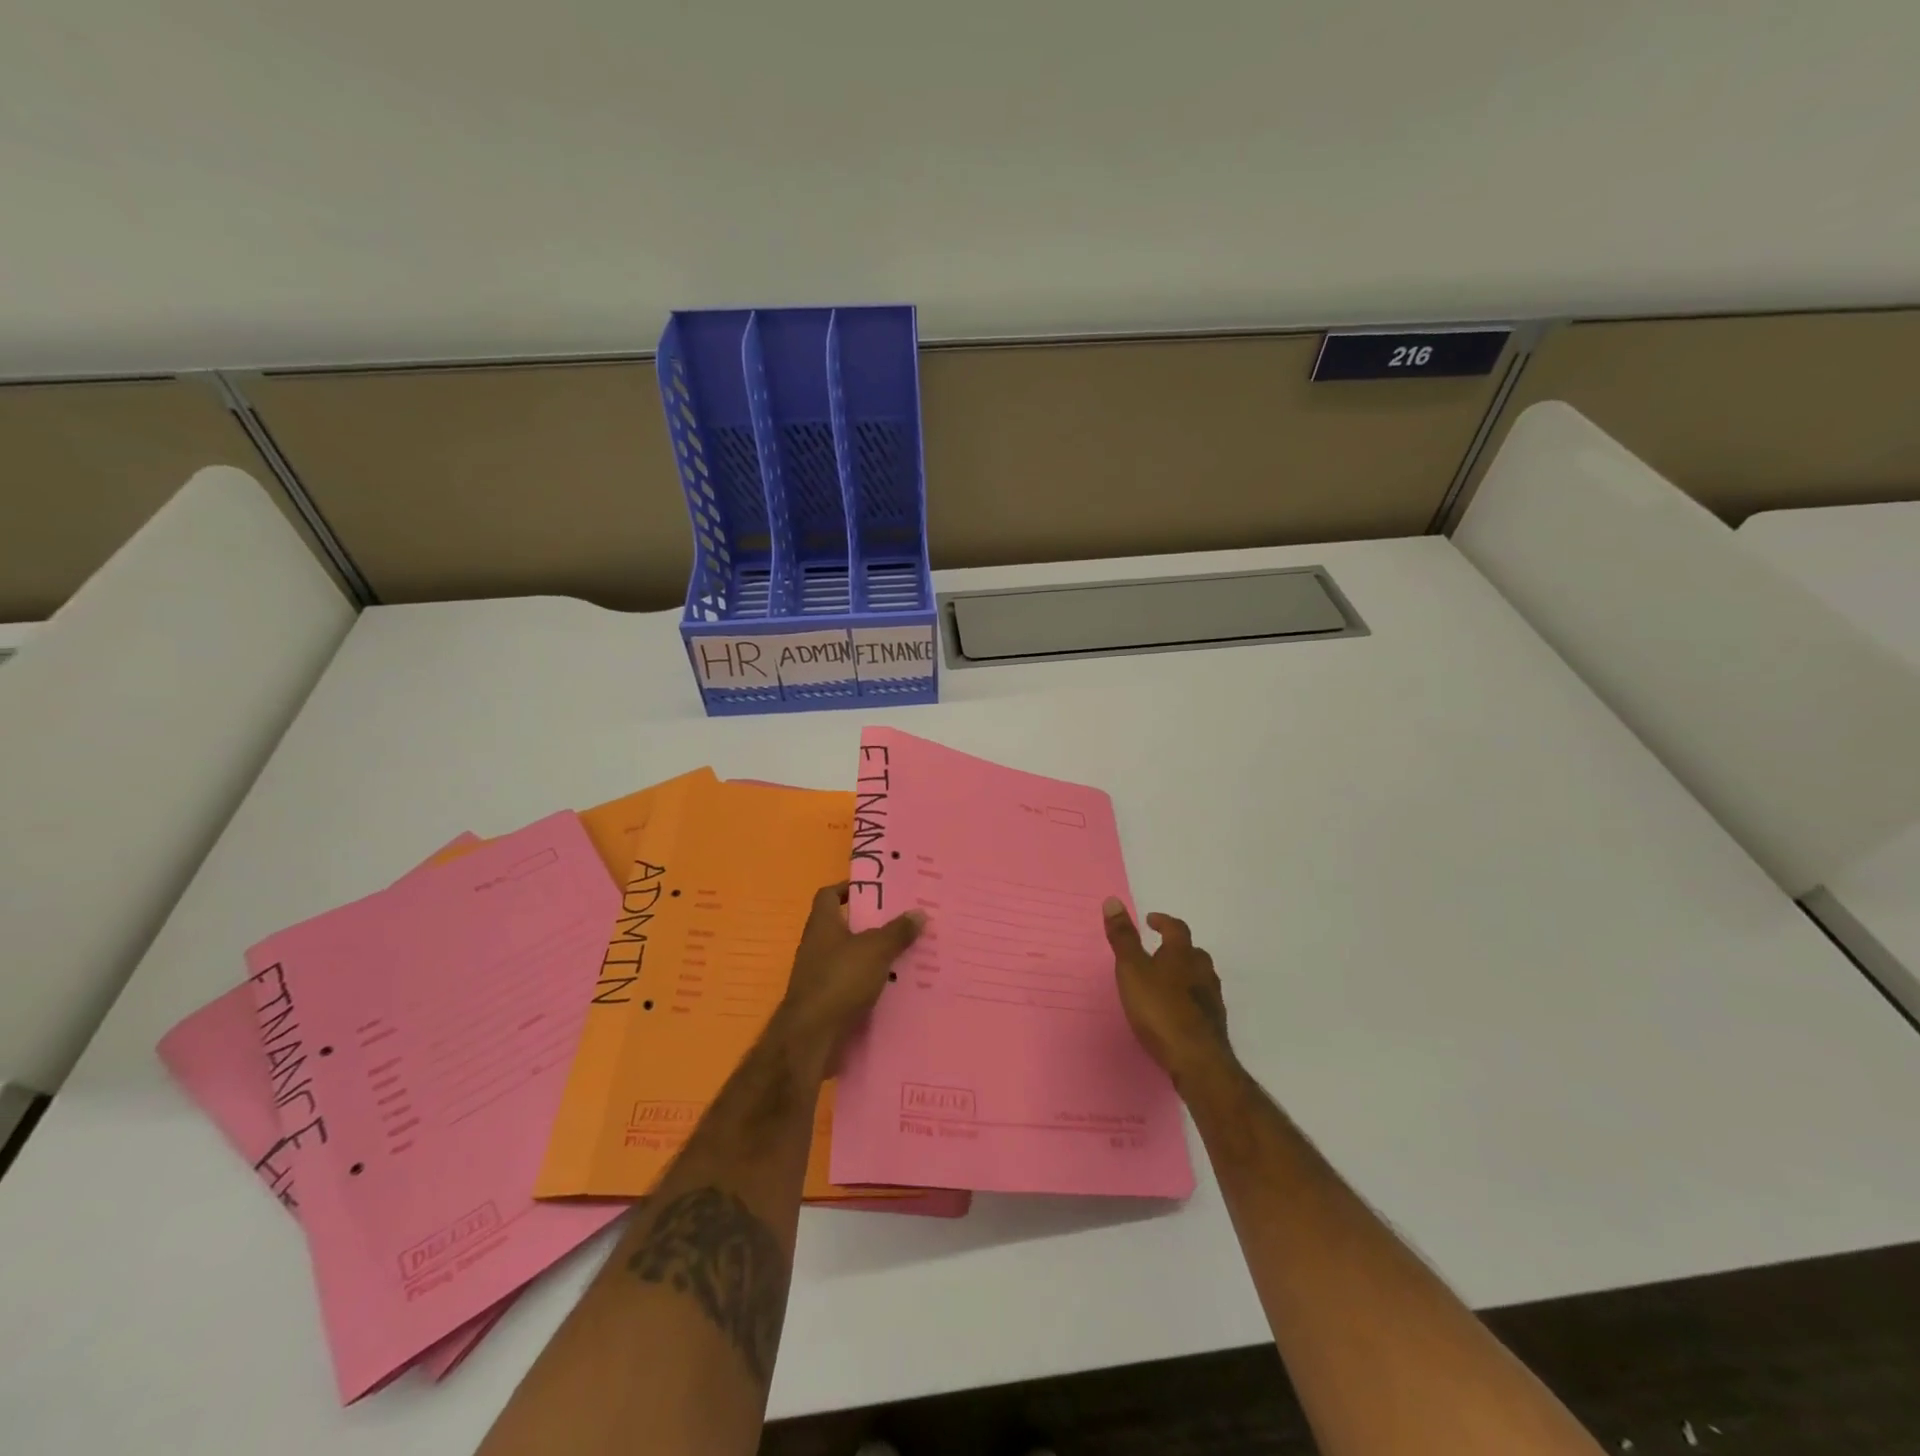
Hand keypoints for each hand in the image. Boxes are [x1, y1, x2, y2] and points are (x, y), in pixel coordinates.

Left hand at [778, 883, 923, 1063]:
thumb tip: (919, 912)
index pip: (829, 895)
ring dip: (875, 957)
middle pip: (845, 927)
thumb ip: (897, 931)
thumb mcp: (875, 950)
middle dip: (872, 925)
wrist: (811, 1037)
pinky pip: (852, 985)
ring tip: (907, 955)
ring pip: (851, 958)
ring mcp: (819, 976)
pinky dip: (871, 984)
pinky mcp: (826, 1002)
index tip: (877, 890)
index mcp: (822, 925)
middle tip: (904, 922)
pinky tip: (895, 988)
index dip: (849, 888)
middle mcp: (817, 946)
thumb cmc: (840, 980)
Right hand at [1102, 898, 1231, 1083]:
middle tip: (1159, 951)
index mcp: (1182, 954)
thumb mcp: (1132, 970)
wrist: (1197, 1060)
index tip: (1151, 920)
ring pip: (1200, 976)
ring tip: (1166, 981)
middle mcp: (1202, 970)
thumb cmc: (1160, 1009)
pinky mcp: (1214, 1024)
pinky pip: (1201, 1001)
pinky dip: (1189, 998)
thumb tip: (1112, 900)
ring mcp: (1212, 998)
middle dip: (1176, 948)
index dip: (1163, 921)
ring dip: (1185, 973)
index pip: (1176, 928)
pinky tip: (1177, 1011)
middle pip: (1192, 951)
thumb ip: (1123, 938)